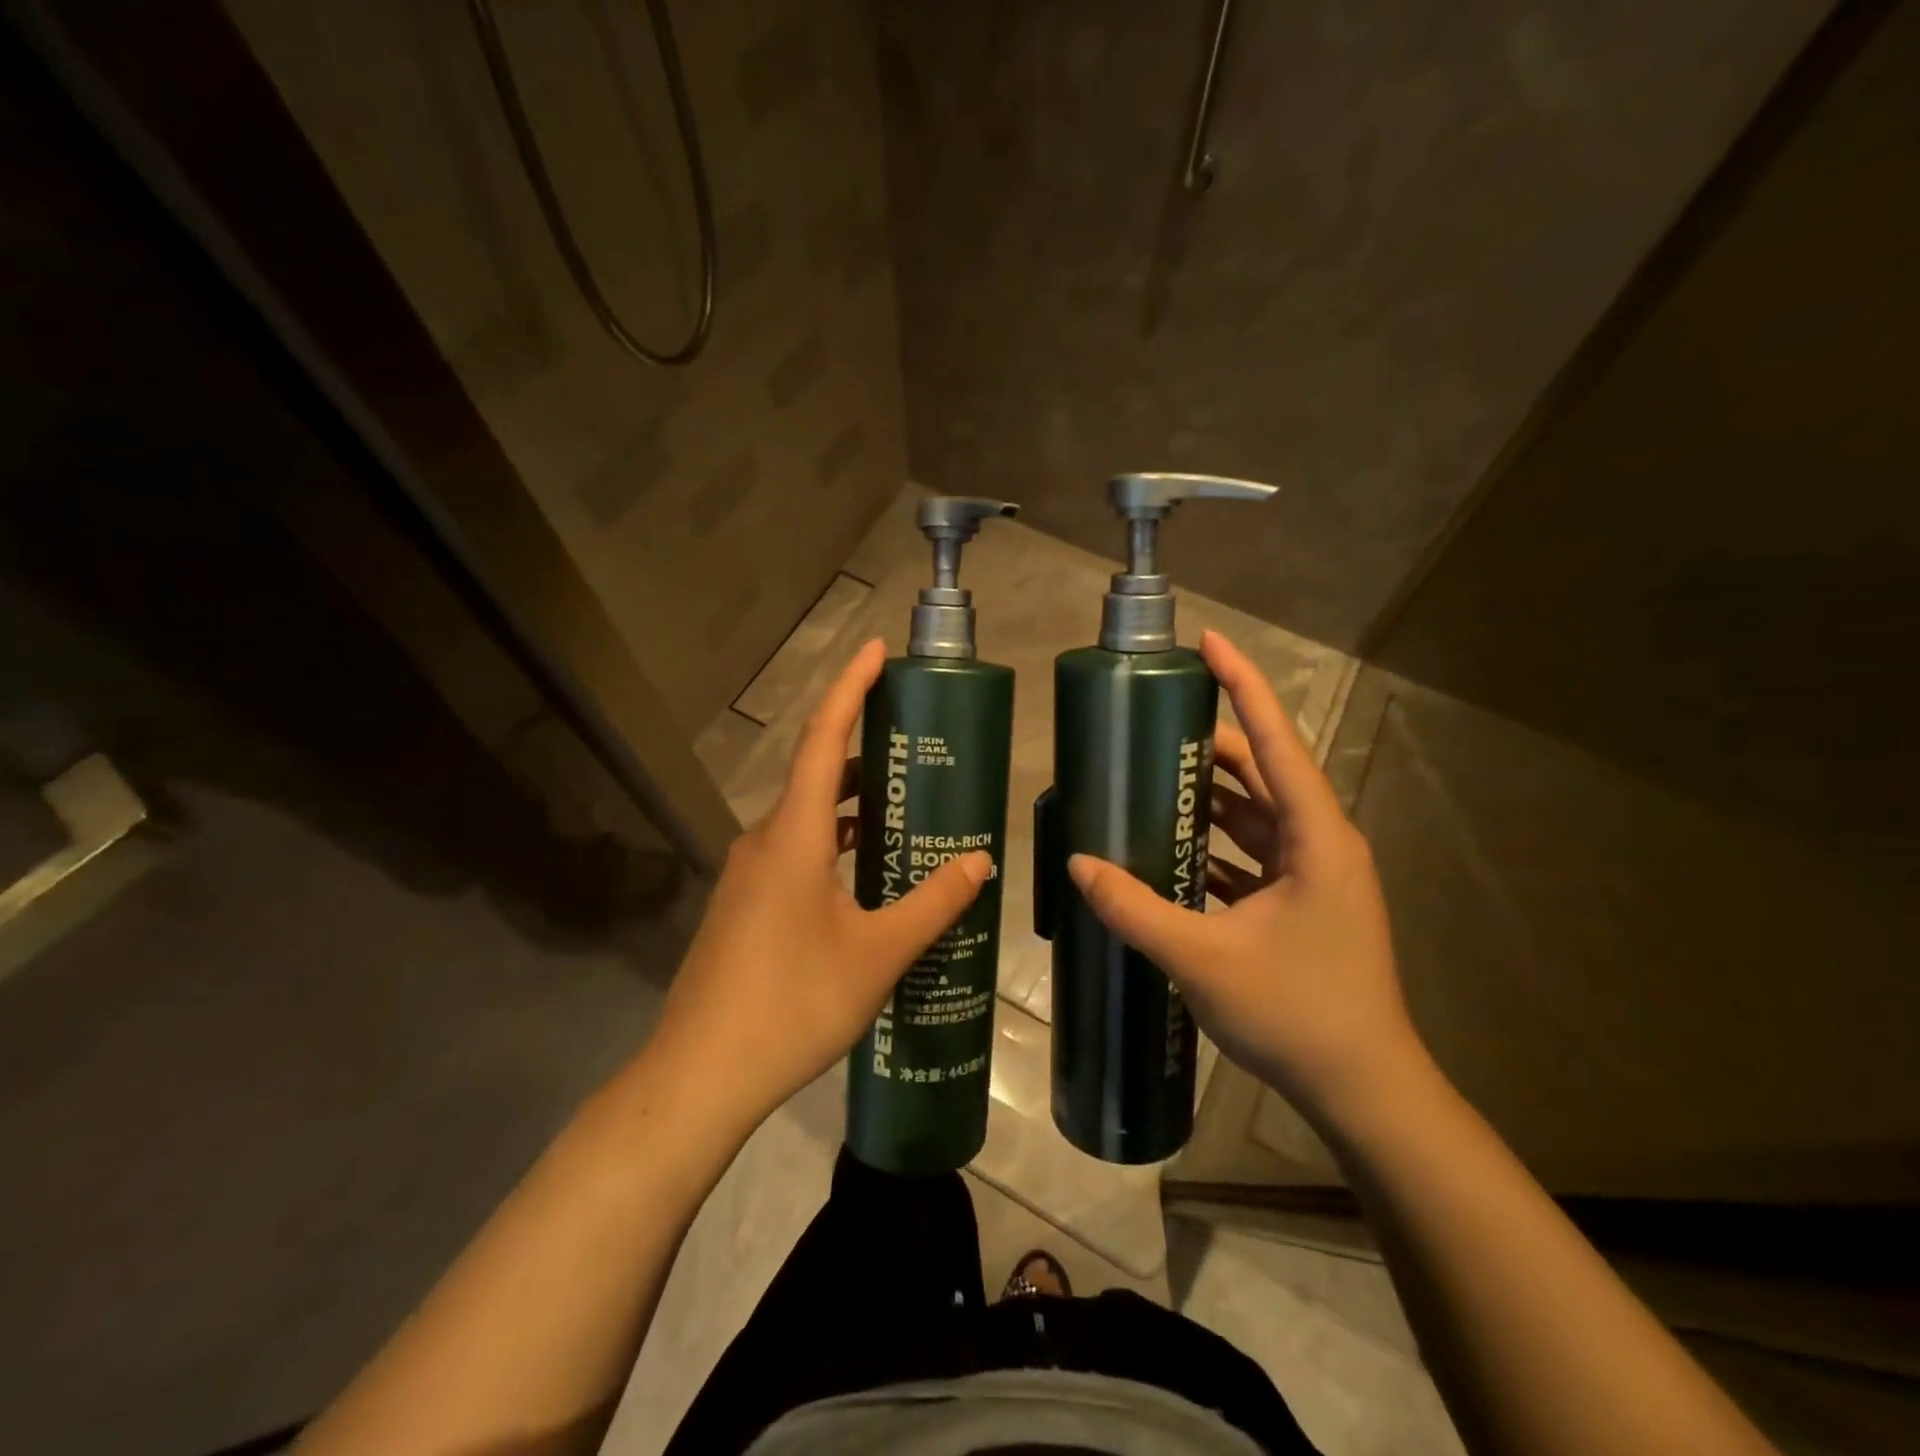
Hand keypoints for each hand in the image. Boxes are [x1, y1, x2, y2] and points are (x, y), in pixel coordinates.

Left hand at [648, 639, 991, 1138]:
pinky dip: (833, 846)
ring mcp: (749, 875)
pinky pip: (796, 854)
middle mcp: (766, 840)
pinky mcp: (744, 906)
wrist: (700, 1075)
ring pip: (807, 819)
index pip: (824, 737)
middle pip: (818, 774)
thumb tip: (979, 860)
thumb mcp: (878, 953)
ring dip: (852, 807)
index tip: (876, 650)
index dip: (850, 687)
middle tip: (917, 750)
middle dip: (865, 753)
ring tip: (904, 813)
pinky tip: (866, 879)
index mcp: (795, 834)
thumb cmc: (793, 1002)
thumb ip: (933, 903)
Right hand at [1067, 629, 1421, 1126]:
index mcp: (1315, 837)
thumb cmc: (1296, 1013)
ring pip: (1255, 814)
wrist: (1363, 1090)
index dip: (1242, 685)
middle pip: (1262, 772)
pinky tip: (1169, 848)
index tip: (1208, 641)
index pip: (1275, 741)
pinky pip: (1252, 853)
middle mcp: (1321, 843)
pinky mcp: (1302, 903)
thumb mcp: (1203, 959)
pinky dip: (1213, 844)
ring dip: (1208, 797)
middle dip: (1210, 744)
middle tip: (1149, 726)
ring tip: (1149, 779)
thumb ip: (1136, 908)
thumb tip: (1079, 864)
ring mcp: (1313, 875)